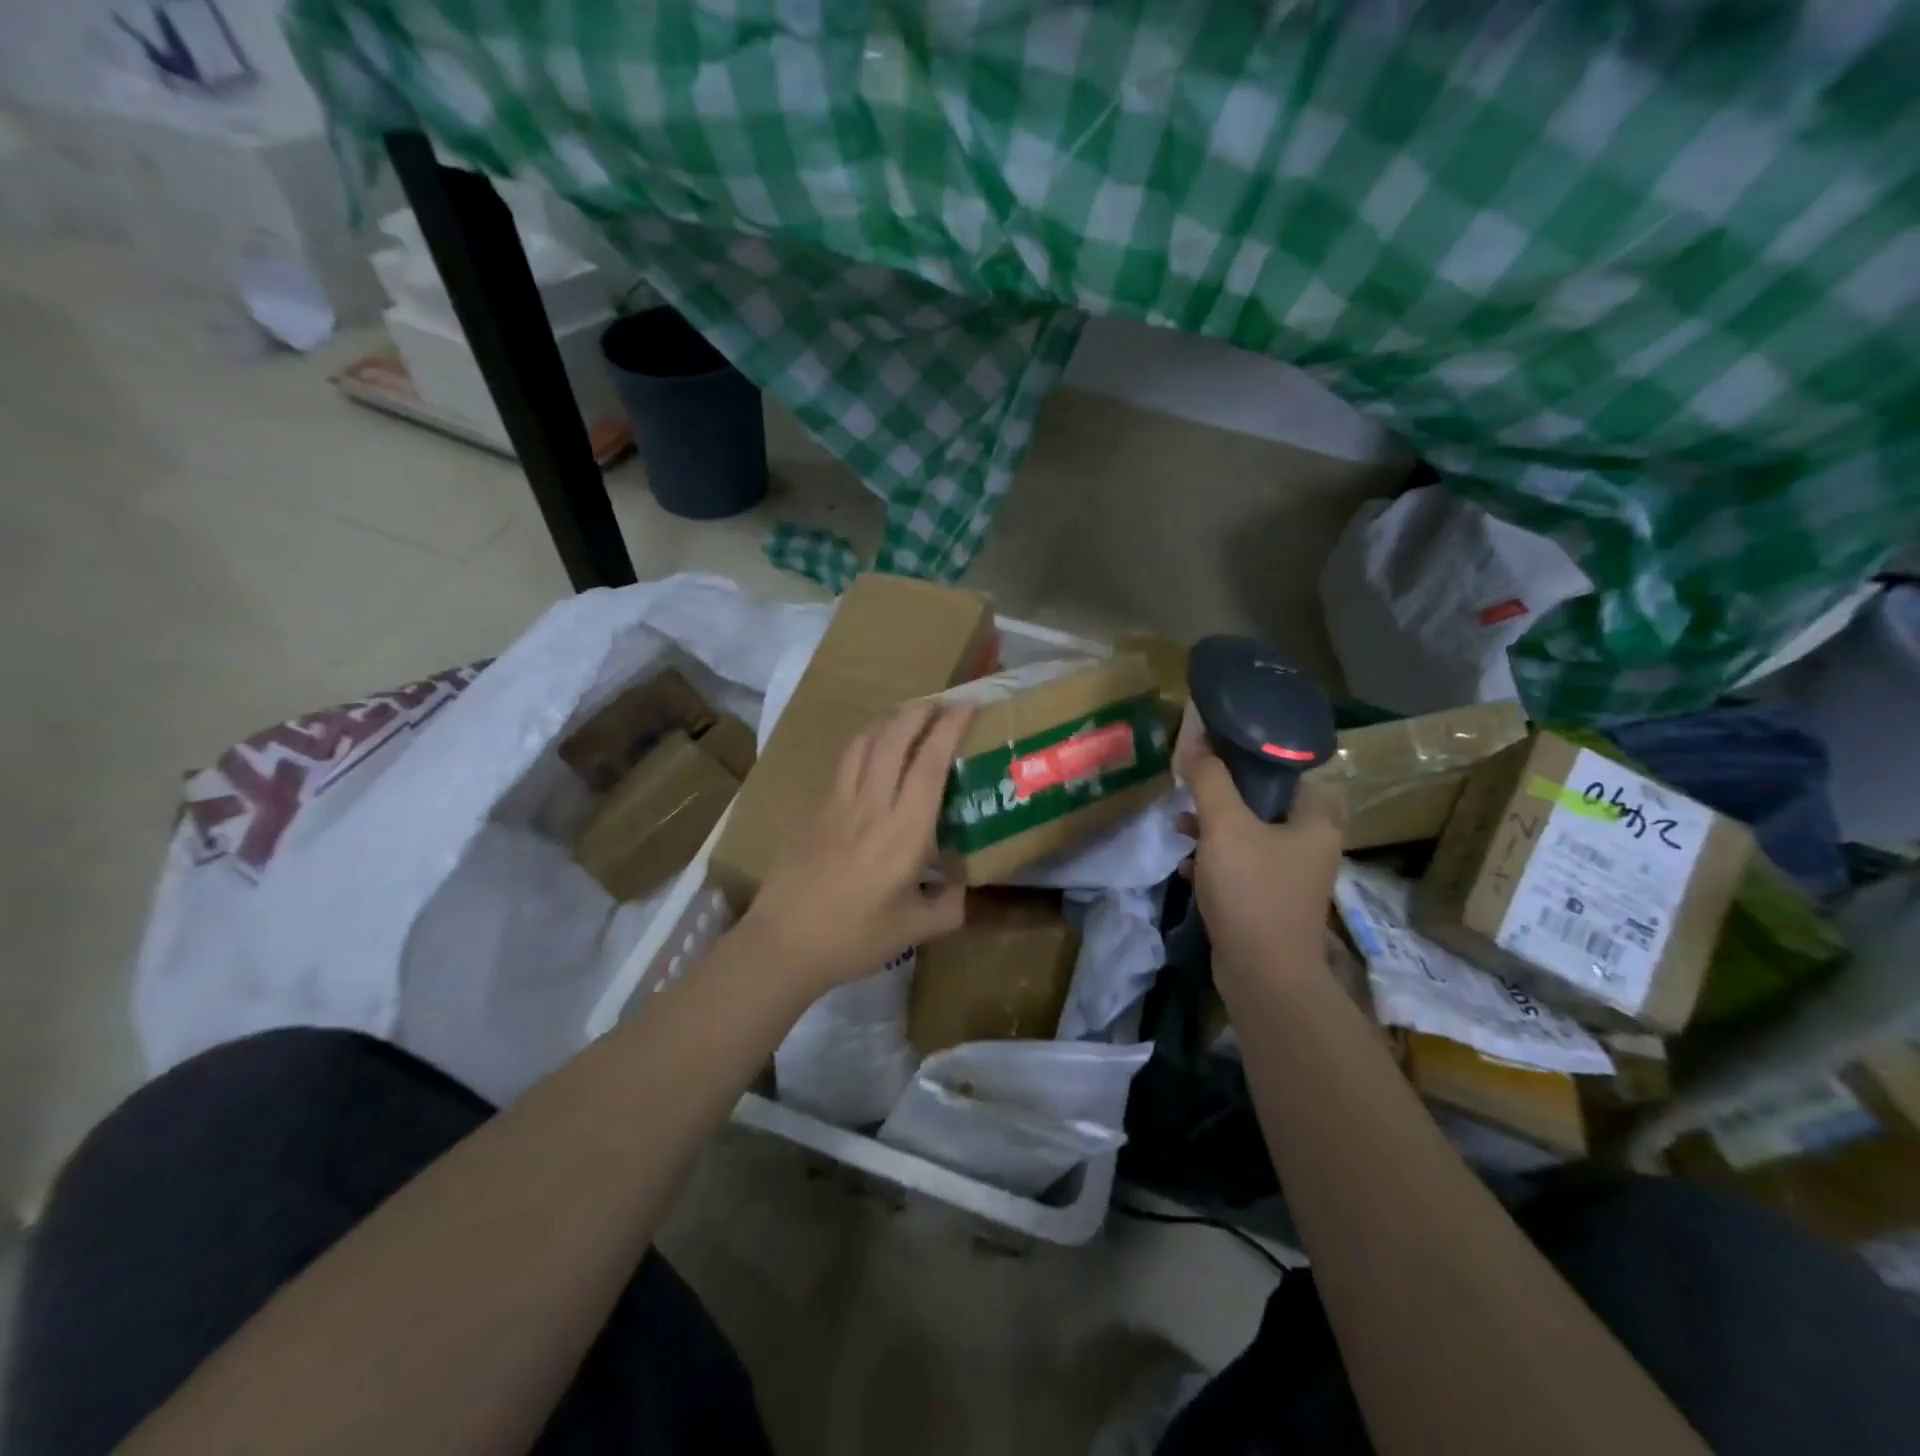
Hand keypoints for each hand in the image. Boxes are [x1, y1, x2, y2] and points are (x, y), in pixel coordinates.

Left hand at [740, 701, 974, 993]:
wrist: (784, 943)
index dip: (950, 728)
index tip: (968, 706)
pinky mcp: (816, 810)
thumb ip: (950, 903)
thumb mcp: (916, 929)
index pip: (930, 763)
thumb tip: (961, 881)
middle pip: (894, 738)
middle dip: (920, 711)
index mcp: (904, 832)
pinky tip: (874, 753)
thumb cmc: (855, 938)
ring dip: (890, 720)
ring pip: (865, 742)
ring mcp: (839, 803)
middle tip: (941, 703)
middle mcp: (872, 806)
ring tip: (909, 716)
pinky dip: (867, 743)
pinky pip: (846, 762)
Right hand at [1180, 746, 1344, 989]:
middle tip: (1195, 789)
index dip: (1255, 759)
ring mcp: (1291, 879)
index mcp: (1316, 821)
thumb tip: (1194, 736)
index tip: (1218, 754)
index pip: (1292, 773)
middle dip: (1226, 797)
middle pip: (1267, 805)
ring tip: (1180, 825)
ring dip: (1215, 829)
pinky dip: (1215, 863)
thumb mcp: (1225, 825)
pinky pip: (1241, 870)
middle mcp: (1312, 847)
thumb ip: (1209, 779)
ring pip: (1250, 838)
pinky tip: (1186, 867)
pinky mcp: (1269, 904)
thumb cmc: (1252, 889)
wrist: (1263, 975)